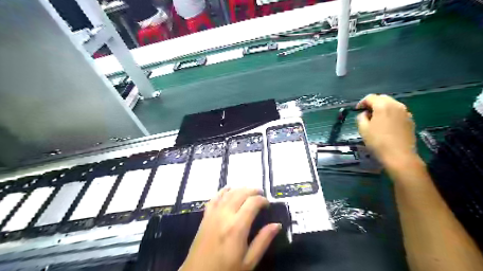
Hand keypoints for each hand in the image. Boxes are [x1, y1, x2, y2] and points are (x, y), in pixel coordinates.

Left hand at [179, 187, 281, 270]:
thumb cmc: (226, 270)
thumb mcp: (249, 261)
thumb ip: (263, 241)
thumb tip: (277, 225)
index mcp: (237, 227)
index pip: (252, 203)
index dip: (262, 200)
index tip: (268, 204)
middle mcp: (225, 215)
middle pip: (240, 193)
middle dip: (253, 191)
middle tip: (261, 194)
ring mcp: (213, 214)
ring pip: (228, 193)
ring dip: (240, 189)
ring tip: (249, 192)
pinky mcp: (205, 216)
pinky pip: (214, 198)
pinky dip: (223, 191)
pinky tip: (228, 190)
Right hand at [356, 95, 416, 166]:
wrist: (399, 156)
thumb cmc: (378, 142)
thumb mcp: (363, 129)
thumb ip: (361, 117)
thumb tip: (365, 114)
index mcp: (383, 106)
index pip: (370, 97)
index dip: (362, 102)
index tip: (357, 110)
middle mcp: (396, 105)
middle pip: (382, 98)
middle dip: (373, 103)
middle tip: (366, 113)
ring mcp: (405, 112)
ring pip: (392, 104)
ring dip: (382, 108)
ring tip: (376, 119)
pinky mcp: (410, 120)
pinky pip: (398, 112)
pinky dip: (390, 114)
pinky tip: (387, 125)